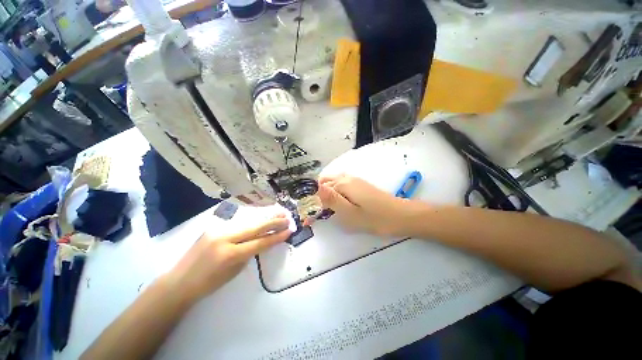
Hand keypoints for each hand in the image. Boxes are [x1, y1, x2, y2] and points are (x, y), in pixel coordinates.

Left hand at [169, 216, 290, 302]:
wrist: (179, 281)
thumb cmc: (208, 284)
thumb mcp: (234, 272)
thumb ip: (249, 254)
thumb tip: (261, 241)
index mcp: (230, 254)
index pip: (259, 243)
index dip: (276, 237)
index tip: (288, 231)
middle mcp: (225, 238)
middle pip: (255, 227)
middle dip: (273, 223)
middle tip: (287, 218)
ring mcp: (218, 230)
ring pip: (248, 222)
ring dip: (264, 219)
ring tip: (278, 214)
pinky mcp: (214, 227)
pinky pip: (238, 224)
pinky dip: (252, 222)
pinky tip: (261, 219)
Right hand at [315, 174, 414, 236]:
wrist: (400, 216)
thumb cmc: (374, 218)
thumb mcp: (349, 213)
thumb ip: (331, 199)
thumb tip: (314, 188)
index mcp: (342, 183)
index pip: (318, 188)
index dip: (311, 201)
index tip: (309, 217)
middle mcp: (346, 178)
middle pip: (324, 183)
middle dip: (316, 196)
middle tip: (317, 214)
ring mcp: (354, 180)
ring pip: (332, 184)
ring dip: (325, 195)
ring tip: (325, 211)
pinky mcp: (359, 185)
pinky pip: (340, 186)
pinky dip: (334, 194)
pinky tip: (338, 205)